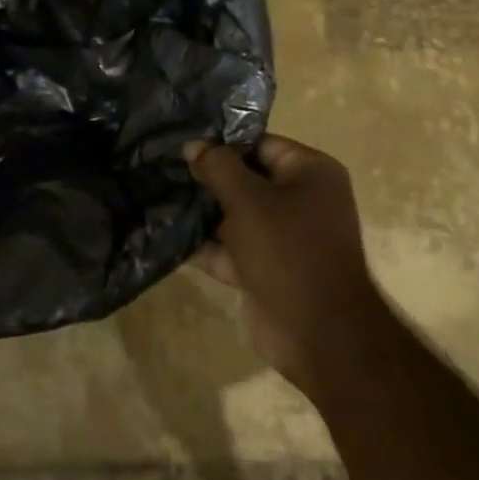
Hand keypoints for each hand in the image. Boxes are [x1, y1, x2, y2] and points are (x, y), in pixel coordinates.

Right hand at [185, 135, 383, 400]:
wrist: (320, 336)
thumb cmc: (288, 252)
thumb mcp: (248, 200)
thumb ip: (218, 167)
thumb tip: (193, 145)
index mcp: (310, 173)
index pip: (259, 144)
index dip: (221, 143)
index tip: (182, 144)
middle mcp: (302, 200)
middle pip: (246, 180)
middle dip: (207, 179)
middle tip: (163, 169)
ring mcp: (285, 238)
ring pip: (235, 215)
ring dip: (202, 213)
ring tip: (158, 197)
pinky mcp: (267, 270)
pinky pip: (232, 249)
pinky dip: (206, 245)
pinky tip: (166, 235)